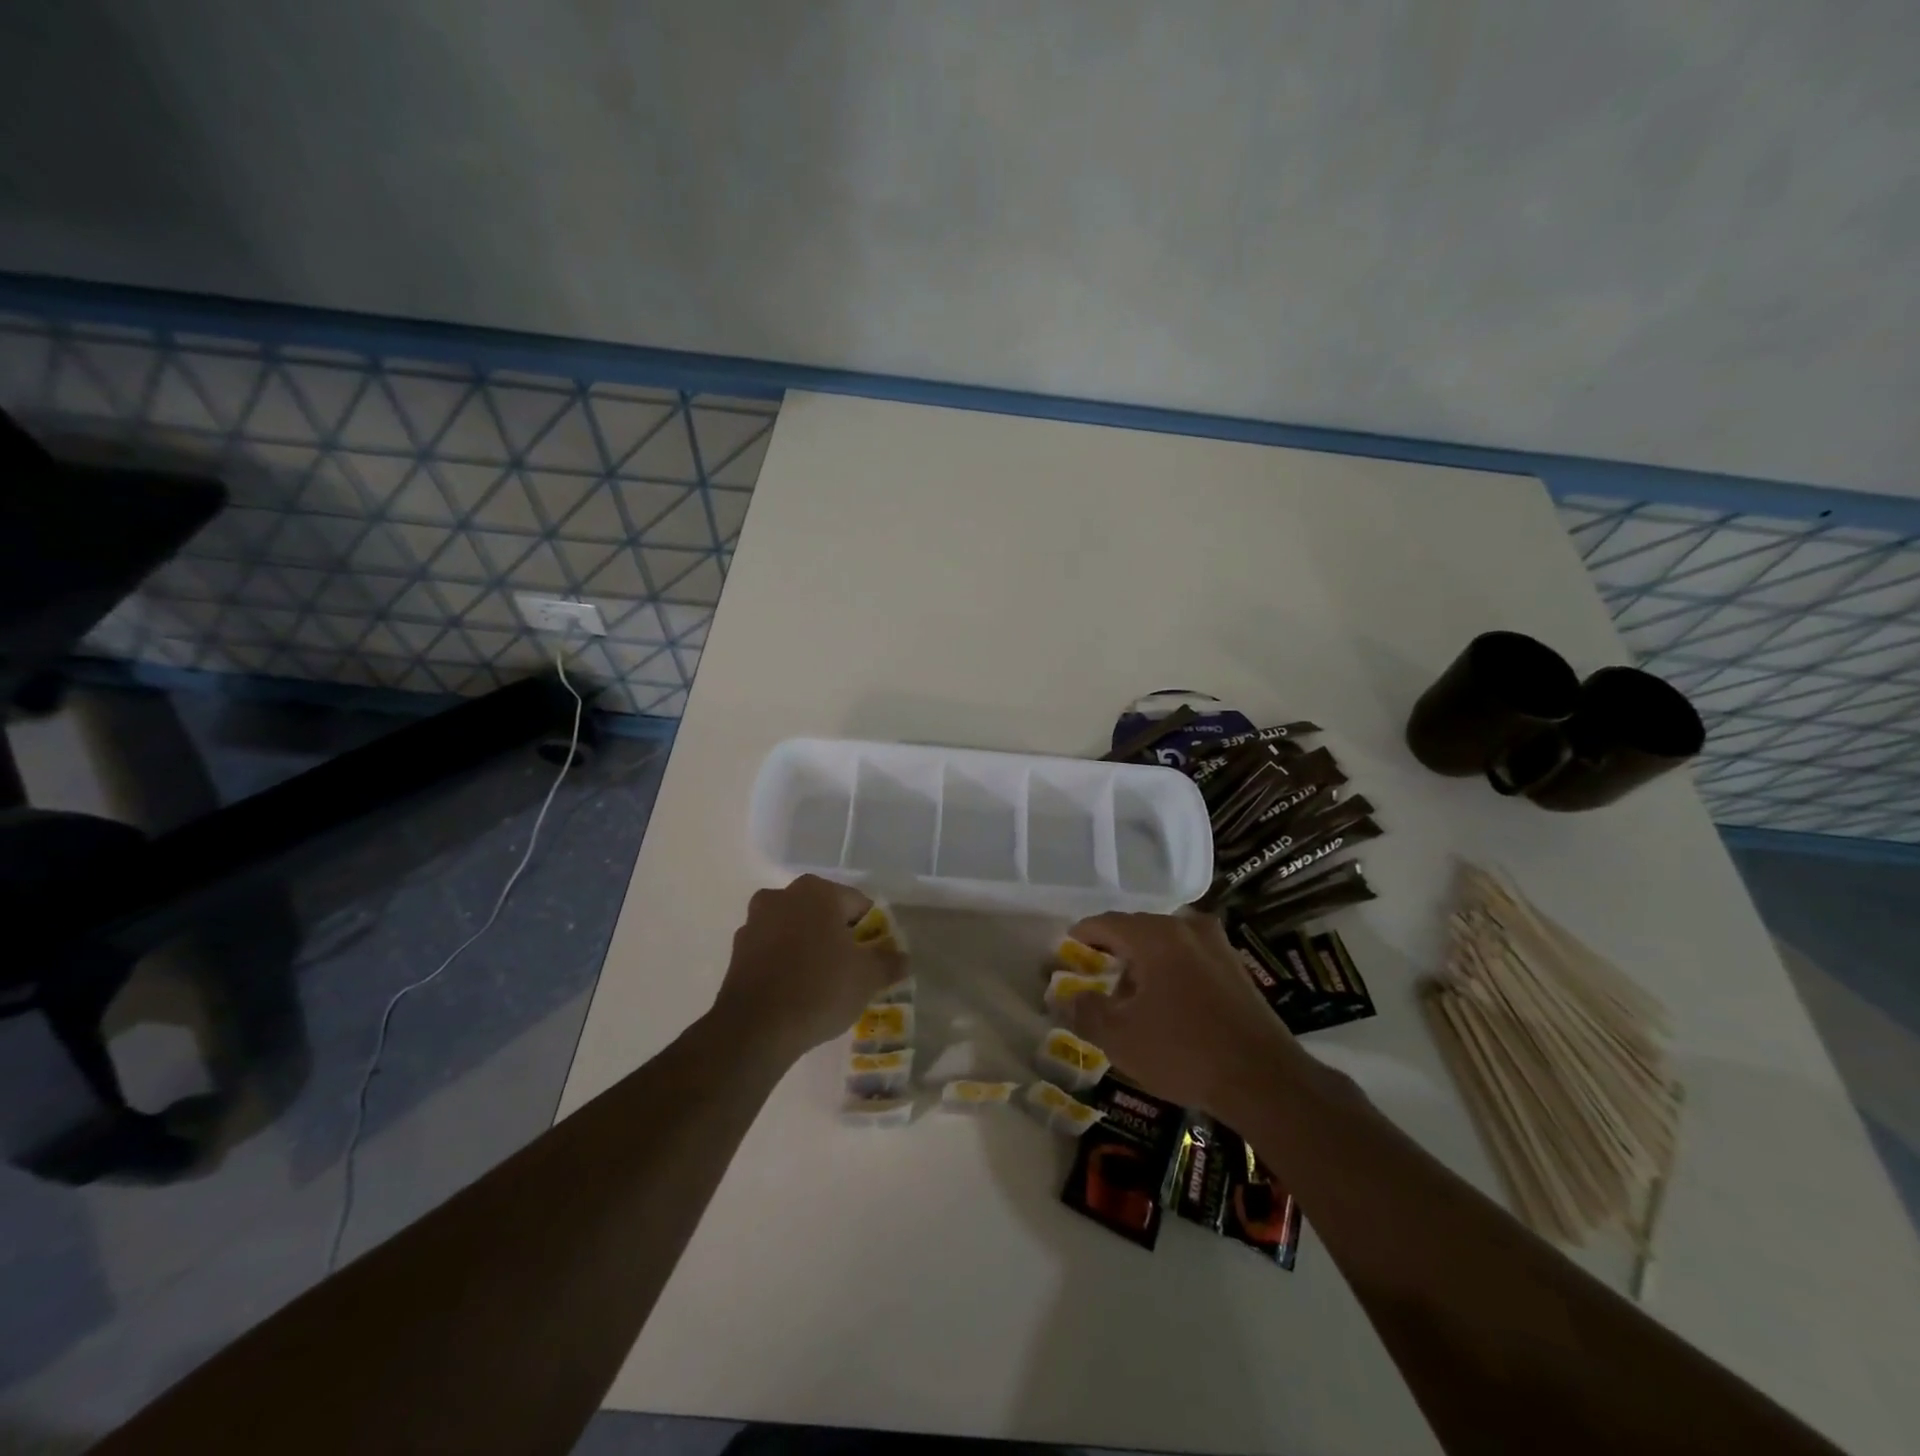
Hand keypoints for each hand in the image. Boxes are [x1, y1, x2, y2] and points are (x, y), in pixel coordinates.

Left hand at [713, 876, 906, 1059]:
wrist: (756, 1029)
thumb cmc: (820, 988)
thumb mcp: (867, 977)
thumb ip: (889, 962)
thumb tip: (903, 958)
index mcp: (817, 891)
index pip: (858, 905)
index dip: (871, 931)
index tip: (874, 958)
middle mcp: (782, 896)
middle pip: (823, 913)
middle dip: (838, 936)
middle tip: (850, 969)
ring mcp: (755, 922)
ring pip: (795, 929)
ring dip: (809, 947)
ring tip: (822, 982)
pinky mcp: (737, 951)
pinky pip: (773, 950)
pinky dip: (785, 962)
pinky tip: (795, 990)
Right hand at [1063, 910, 1301, 1117]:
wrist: (1264, 1080)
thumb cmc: (1183, 1052)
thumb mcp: (1120, 1038)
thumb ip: (1086, 1011)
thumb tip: (1068, 997)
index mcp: (1154, 935)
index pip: (1106, 923)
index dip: (1081, 936)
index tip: (1065, 953)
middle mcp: (1185, 928)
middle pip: (1136, 929)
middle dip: (1112, 951)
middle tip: (1094, 977)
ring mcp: (1216, 945)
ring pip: (1165, 943)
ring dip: (1143, 963)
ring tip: (1130, 996)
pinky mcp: (1236, 967)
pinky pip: (1190, 957)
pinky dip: (1170, 970)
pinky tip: (1167, 1004)